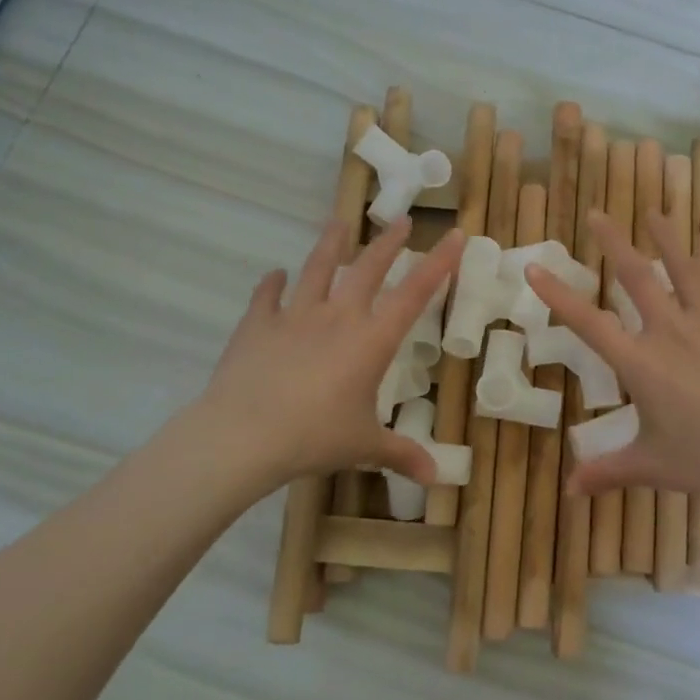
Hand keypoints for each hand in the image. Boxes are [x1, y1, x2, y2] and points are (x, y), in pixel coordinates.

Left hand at [187, 216, 465, 493]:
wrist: (243, 435)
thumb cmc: (314, 438)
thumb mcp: (363, 446)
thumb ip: (400, 454)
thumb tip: (436, 479)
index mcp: (371, 340)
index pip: (414, 294)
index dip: (439, 263)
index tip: (455, 234)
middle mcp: (337, 317)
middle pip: (368, 268)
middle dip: (389, 243)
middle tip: (403, 220)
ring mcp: (294, 316)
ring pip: (317, 268)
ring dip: (330, 243)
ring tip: (339, 222)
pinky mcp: (257, 325)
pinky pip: (266, 296)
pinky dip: (273, 284)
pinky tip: (275, 274)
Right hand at [527, 211, 699, 498]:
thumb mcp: (653, 466)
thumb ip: (609, 472)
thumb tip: (569, 492)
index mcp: (641, 362)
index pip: (588, 323)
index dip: (558, 295)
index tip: (534, 266)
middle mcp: (672, 331)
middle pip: (638, 277)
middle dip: (614, 243)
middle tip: (599, 214)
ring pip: (689, 272)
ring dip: (670, 241)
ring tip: (657, 214)